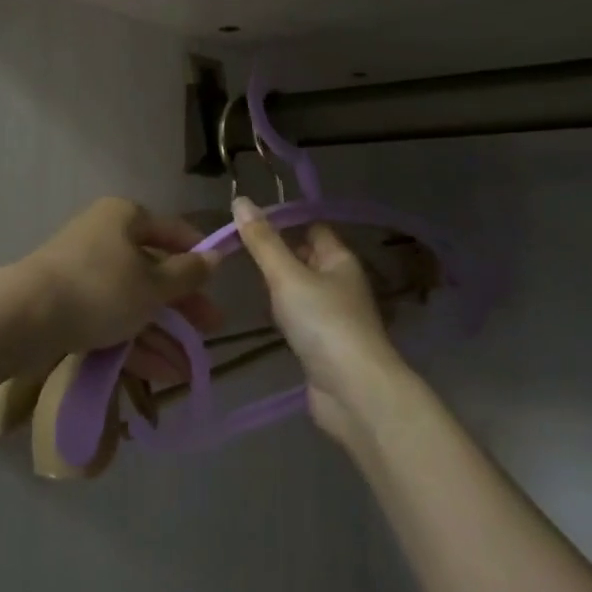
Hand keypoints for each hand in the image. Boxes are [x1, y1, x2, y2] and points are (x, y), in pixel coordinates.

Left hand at [17, 197, 221, 363]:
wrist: (26, 317)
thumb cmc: (101, 288)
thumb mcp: (154, 284)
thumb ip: (188, 274)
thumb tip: (215, 257)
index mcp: (125, 218)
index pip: (172, 232)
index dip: (198, 257)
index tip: (219, 283)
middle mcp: (105, 238)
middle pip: (153, 271)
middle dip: (183, 307)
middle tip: (210, 330)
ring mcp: (84, 273)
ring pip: (133, 301)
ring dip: (162, 334)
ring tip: (189, 368)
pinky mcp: (69, 305)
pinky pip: (111, 320)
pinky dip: (136, 343)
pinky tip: (162, 373)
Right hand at [232, 197, 408, 441]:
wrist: (353, 392)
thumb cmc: (323, 323)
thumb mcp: (287, 276)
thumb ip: (262, 242)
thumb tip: (240, 199)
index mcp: (340, 260)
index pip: (313, 228)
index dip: (285, 222)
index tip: (248, 222)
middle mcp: (342, 284)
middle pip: (307, 258)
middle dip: (278, 254)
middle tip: (238, 250)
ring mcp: (335, 317)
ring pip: (303, 290)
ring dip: (279, 287)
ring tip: (244, 278)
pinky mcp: (325, 346)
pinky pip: (301, 319)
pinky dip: (283, 315)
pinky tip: (265, 317)